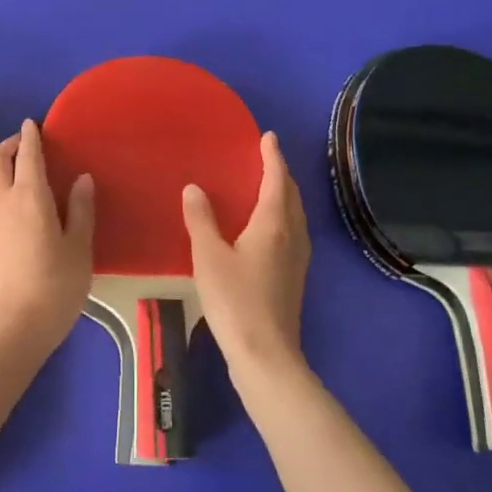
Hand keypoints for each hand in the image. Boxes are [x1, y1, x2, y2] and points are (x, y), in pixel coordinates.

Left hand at [0, 120, 94, 356]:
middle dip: (8, 145)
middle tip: (24, 145)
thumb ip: (80, 209)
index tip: (33, 124)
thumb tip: (81, 179)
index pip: (27, 155)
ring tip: (10, 171)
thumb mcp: (79, 247)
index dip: (30, 136)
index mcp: (29, 196)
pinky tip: (3, 201)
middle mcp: (1, 201)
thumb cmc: (56, 285)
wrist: (15, 326)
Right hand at [183, 132, 310, 374]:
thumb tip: (194, 188)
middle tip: (266, 159)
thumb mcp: (209, 257)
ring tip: (266, 188)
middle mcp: (292, 237)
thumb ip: (201, 220)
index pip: (277, 181)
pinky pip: (292, 233)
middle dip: (281, 175)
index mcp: (274, 225)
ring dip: (284, 196)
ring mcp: (296, 260)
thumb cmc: (235, 300)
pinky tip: (266, 230)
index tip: (268, 137)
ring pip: (295, 216)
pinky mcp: (293, 278)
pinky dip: (282, 218)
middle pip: (292, 197)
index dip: (272, 158)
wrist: (265, 354)